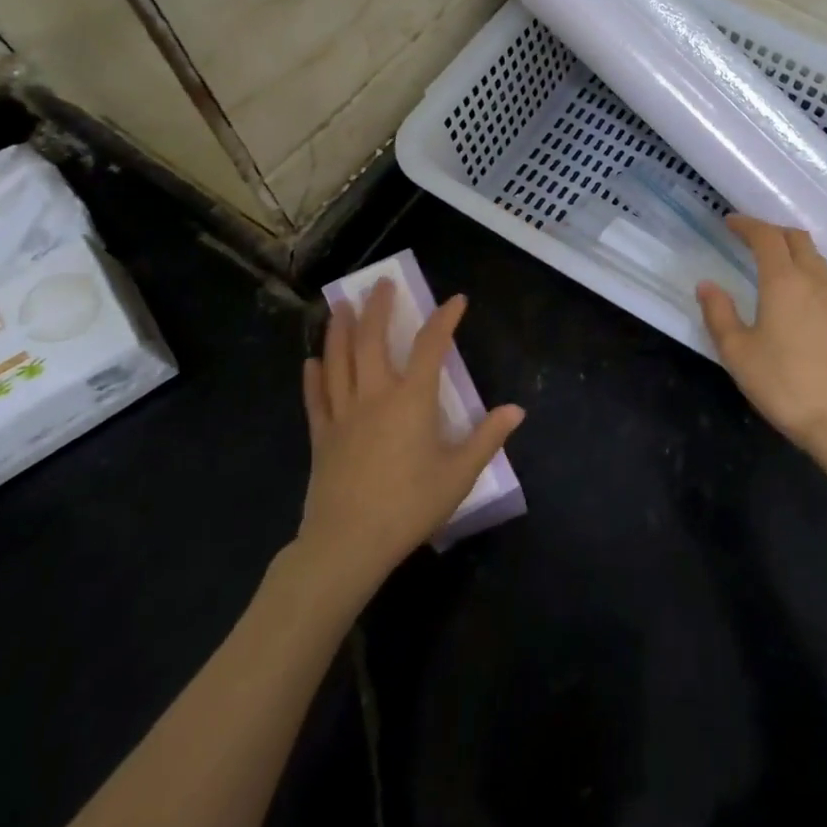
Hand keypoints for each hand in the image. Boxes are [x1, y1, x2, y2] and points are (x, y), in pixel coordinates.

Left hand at [298, 281, 522, 591]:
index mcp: (412, 400)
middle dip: (378, 308)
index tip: (456, 300)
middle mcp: (374, 395)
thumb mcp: (459, 474)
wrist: (348, 543)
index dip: (445, 319)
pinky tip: (310, 361)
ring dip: (340, 330)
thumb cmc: (410, 506)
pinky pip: (316, 398)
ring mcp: (343, 414)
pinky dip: (313, 377)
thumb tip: (516, 410)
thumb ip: (487, 438)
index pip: (431, 346)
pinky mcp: (321, 436)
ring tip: (342, 306)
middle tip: (379, 283)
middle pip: (372, 341)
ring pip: (338, 361)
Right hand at [697, 215, 826, 477]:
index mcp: (784, 281)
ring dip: (792, 249)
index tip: (730, 222)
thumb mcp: (738, 353)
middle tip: (749, 238)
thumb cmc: (785, 384)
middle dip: (772, 231)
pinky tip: (795, 292)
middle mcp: (814, 281)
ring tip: (771, 261)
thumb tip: (707, 285)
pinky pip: (825, 278)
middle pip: (797, 239)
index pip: (766, 237)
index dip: (747, 225)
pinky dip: (806, 270)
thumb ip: (719, 314)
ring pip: (815, 257)